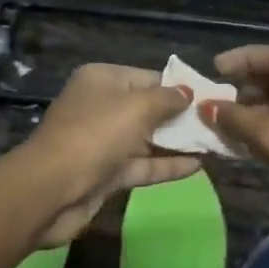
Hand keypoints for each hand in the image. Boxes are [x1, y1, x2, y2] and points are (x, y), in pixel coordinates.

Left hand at [23, 64, 201, 247]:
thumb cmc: (95, 135)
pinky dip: (167, 165)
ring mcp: (103, 142)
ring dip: (178, 143)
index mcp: (102, 80)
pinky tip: (199, 166)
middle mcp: (101, 106)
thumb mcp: (136, 108)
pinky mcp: (106, 173)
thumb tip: (188, 93)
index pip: (147, 77)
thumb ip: (166, 100)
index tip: (210, 97)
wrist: (50, 190)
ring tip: (216, 144)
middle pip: (148, 108)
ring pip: (147, 139)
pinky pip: (142, 164)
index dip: (178, 87)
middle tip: (219, 123)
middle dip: (181, 117)